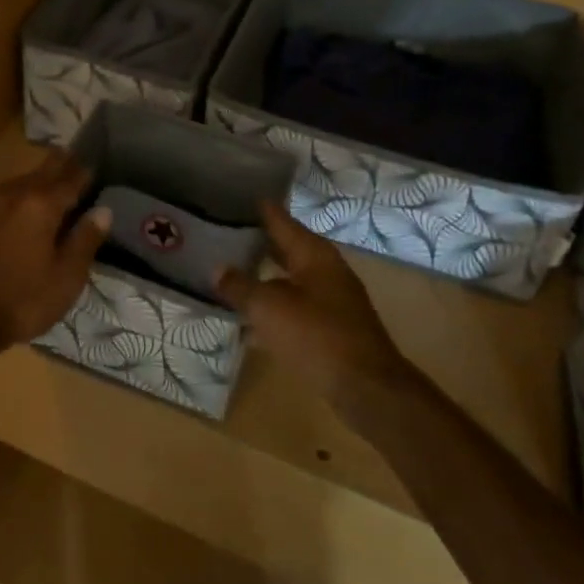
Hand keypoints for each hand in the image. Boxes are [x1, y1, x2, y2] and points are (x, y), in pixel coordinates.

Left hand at [0, 150, 111, 346]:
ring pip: (23, 180)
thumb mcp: (66, 277)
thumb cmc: (23, 299)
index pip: (71, 178)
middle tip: (77, 161)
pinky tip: (26, 205)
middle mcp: (16, 194)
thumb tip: (104, 210)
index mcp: (42, 204)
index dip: (86, 172)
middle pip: (44, 170)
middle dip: (62, 165)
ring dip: (40, 177)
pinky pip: (7, 195)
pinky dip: (22, 194)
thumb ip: (85, 239)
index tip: (97, 166)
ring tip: (55, 180)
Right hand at [216, 201, 412, 401]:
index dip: (260, 208)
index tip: (236, 195)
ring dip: (266, 275)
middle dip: (259, 241)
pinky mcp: (333, 327)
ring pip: (291, 278)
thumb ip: (240, 286)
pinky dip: (275, 304)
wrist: (366, 388)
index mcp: (313, 254)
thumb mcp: (268, 308)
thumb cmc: (316, 335)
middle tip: (226, 231)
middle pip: (288, 247)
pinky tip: (253, 316)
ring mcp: (333, 299)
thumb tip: (217, 268)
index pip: (281, 219)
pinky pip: (296, 305)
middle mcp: (326, 270)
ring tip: (233, 270)